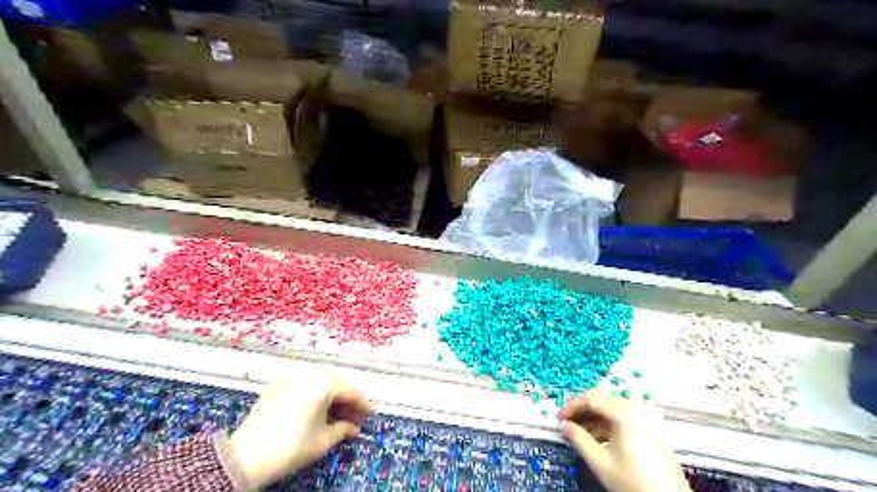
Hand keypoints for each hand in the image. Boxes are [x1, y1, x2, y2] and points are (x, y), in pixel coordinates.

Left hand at [226, 365, 372, 486]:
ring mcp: (292, 374)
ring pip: (321, 380)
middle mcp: (310, 372)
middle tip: (356, 416)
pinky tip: (320, 406)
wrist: (245, 456)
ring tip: (339, 413)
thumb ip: (343, 429)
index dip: (363, 405)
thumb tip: (353, 427)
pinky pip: (305, 381)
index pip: (351, 392)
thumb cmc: (290, 447)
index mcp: (324, 382)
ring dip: (333, 394)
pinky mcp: (279, 381)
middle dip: (348, 399)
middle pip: (337, 382)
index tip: (371, 414)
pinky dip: (316, 392)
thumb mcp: (322, 441)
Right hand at [562, 394, 690, 490]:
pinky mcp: (651, 427)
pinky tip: (598, 438)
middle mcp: (636, 407)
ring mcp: (646, 416)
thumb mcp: (600, 462)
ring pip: (612, 409)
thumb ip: (578, 439)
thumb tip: (563, 425)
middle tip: (567, 423)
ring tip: (579, 434)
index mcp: (624, 412)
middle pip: (602, 400)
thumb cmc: (633, 481)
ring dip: (593, 418)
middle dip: (582, 411)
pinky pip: (623, 417)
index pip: (591, 398)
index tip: (559, 417)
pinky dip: (607, 424)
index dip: (572, 406)